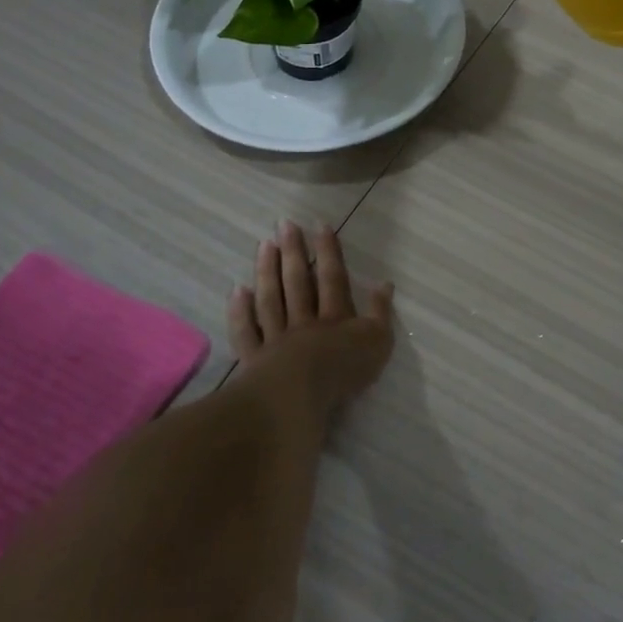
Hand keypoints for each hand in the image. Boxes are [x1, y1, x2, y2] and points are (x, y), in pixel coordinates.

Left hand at [228, 220, 394, 410]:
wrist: (299, 397)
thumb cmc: (343, 370)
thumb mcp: (377, 342)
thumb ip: (381, 312)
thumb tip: (385, 283)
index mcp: (335, 316)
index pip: (331, 277)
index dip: (327, 251)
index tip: (319, 224)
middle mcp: (304, 320)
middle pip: (297, 281)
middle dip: (292, 251)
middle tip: (284, 224)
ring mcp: (276, 338)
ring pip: (271, 299)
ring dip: (267, 271)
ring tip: (264, 245)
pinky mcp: (255, 360)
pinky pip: (247, 331)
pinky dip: (240, 311)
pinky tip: (237, 290)